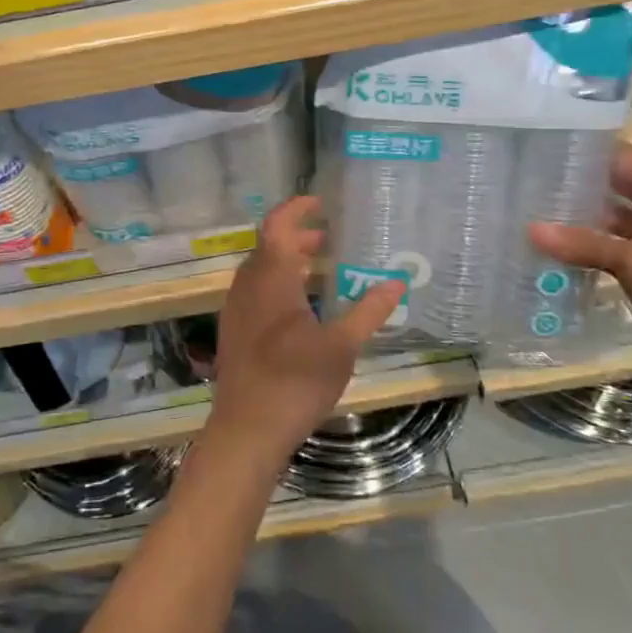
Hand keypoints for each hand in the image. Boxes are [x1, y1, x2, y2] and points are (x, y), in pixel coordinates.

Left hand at [206, 196, 401, 466]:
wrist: (246, 429)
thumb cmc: (295, 381)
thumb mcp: (342, 346)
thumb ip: (369, 310)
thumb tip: (398, 281)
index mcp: (271, 278)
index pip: (277, 224)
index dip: (297, 208)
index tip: (321, 203)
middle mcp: (248, 285)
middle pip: (270, 246)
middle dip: (299, 236)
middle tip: (331, 239)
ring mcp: (236, 308)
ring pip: (261, 269)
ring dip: (288, 261)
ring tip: (321, 268)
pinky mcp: (234, 330)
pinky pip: (255, 290)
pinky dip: (278, 283)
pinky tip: (301, 307)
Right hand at [528, 144, 631, 380]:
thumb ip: (583, 244)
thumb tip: (530, 229)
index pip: (624, 160)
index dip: (587, 156)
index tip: (544, 154)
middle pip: (618, 188)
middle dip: (579, 188)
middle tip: (531, 185)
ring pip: (615, 220)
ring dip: (582, 220)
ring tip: (536, 213)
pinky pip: (616, 247)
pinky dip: (592, 247)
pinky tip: (557, 248)